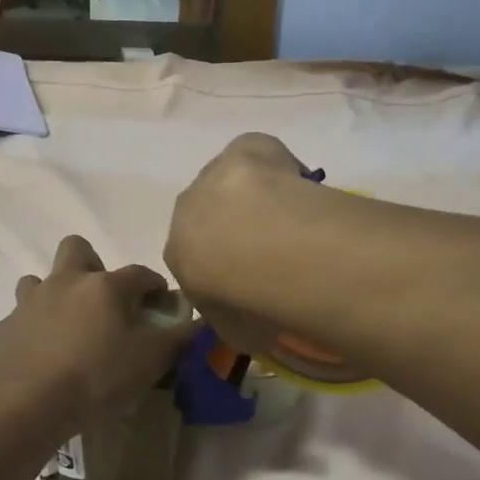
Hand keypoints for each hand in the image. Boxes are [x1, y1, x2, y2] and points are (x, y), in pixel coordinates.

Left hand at [0, 235, 192, 437]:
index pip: (140, 273)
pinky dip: (34, 329)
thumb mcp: (151, 361)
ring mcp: (29, 303)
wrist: (27, 404)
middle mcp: (65, 282)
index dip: (155, 285)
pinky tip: (43, 356)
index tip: (161, 303)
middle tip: (104, 302)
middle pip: (77, 249)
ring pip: (40, 280)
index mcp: (105, 286)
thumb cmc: (97, 377)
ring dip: (56, 294)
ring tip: (68, 327)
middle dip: (93, 265)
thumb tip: (197, 322)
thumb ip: (178, 338)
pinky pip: (21, 318)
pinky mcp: (4, 329)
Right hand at [165, 133, 311, 356]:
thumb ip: (235, 318)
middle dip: (237, 226)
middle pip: (211, 213)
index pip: (196, 258)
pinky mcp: (244, 148)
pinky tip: (301, 187)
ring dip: (257, 196)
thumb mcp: (235, 330)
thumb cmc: (242, 298)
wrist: (258, 247)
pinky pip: (260, 155)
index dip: (226, 266)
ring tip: (293, 218)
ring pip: (233, 182)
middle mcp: (187, 209)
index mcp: (178, 254)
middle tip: (275, 247)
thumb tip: (248, 318)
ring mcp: (215, 174)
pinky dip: (279, 166)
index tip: (253, 276)